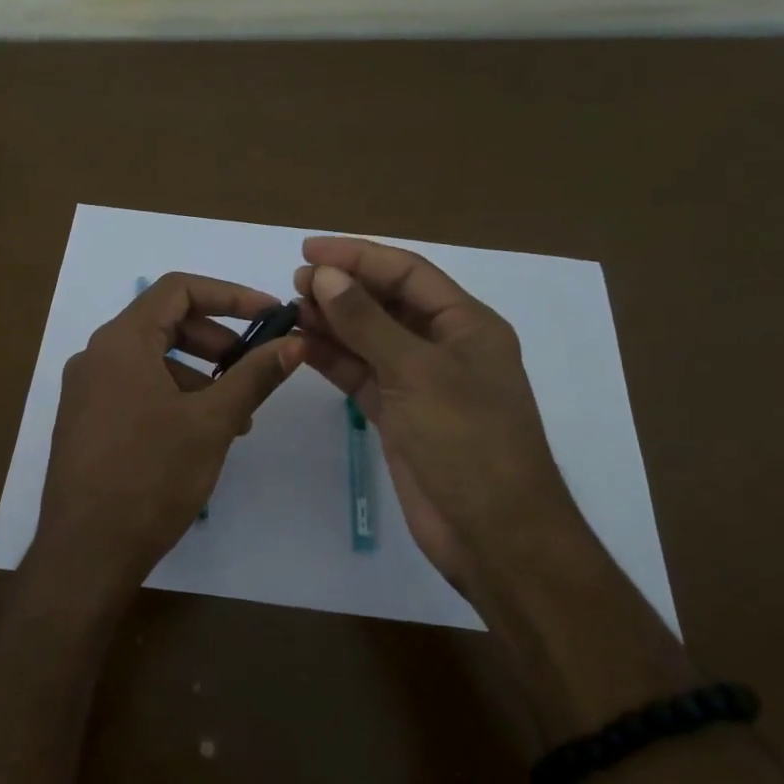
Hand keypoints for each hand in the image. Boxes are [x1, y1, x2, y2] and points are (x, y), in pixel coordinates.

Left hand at [30, 272, 302, 611]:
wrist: (86, 551)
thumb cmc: (151, 476)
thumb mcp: (212, 422)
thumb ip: (254, 376)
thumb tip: (294, 343)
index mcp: (121, 341)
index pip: (178, 289)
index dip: (230, 295)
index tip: (269, 317)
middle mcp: (96, 356)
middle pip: (165, 323)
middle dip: (217, 340)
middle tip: (253, 368)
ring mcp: (85, 391)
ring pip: (152, 361)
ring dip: (199, 375)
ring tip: (235, 416)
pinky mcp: (85, 422)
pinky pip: (135, 390)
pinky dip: (173, 397)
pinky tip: (200, 436)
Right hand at [294, 237, 592, 601]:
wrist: (492, 532)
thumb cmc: (466, 440)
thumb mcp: (417, 372)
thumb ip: (367, 322)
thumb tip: (326, 276)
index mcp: (466, 324)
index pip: (407, 273)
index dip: (359, 256)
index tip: (309, 251)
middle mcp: (444, 347)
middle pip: (387, 303)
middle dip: (343, 289)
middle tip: (295, 284)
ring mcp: (420, 384)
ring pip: (370, 340)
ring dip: (333, 324)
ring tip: (291, 311)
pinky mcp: (399, 416)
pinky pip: (361, 376)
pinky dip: (333, 361)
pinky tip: (301, 347)